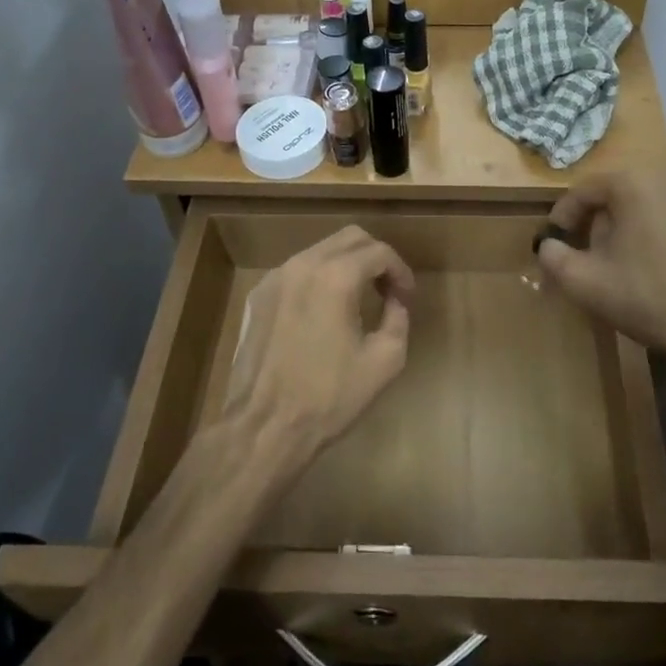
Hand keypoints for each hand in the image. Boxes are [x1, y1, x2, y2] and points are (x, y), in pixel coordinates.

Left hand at [221, 226, 415, 474]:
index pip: (379, 252)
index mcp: (336, 277)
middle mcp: (303, 264)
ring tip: (359, 298)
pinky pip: (297, 271)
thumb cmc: (328, 398)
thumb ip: (398, 318)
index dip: (401, 271)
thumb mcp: (384, 362)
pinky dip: (318, 278)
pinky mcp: (258, 296)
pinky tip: (323, 312)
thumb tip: (395, 300)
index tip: (407, 297)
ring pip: (321, 250)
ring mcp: (275, 277)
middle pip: (350, 238)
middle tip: (388, 289)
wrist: (264, 427)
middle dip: (375, 258)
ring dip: (346, 265)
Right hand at [537, 173, 665, 432]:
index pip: (584, 190)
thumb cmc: (648, 300)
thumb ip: (554, 257)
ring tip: (626, 260)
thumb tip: (548, 245)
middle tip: (590, 252)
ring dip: (632, 224)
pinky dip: (664, 232)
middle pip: (619, 192)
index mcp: (633, 184)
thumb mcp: (585, 283)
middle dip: (599, 220)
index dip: (563, 216)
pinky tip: (664, 265)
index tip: (556, 242)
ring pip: (651, 203)